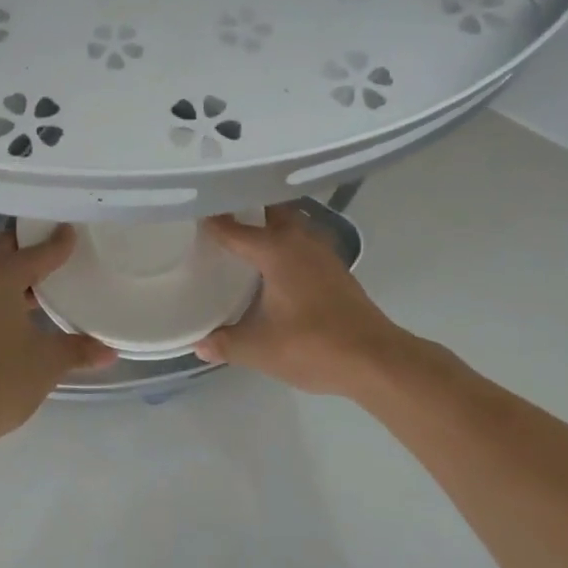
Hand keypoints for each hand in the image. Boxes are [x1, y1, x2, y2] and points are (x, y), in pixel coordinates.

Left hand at [0, 225, 115, 447]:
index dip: (58, 243)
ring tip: (39, 286)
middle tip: (57, 254)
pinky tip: (12, 313)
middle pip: (5, 251)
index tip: (73, 232)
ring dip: (10, 274)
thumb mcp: (46, 364)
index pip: (36, 251)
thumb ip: (78, 350)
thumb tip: (109, 352)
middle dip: (30, 250)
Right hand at [195, 205, 410, 397]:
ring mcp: (321, 252)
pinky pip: (303, 241)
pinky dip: (286, 242)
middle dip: (247, 208)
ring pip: (291, 223)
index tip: (191, 212)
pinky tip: (274, 264)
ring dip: (270, 223)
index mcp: (275, 250)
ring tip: (244, 234)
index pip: (234, 228)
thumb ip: (226, 343)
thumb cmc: (313, 346)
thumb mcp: (260, 349)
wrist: (375, 359)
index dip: (211, 220)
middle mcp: (299, 240)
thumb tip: (198, 344)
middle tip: (220, 215)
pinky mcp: (335, 269)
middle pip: (270, 210)